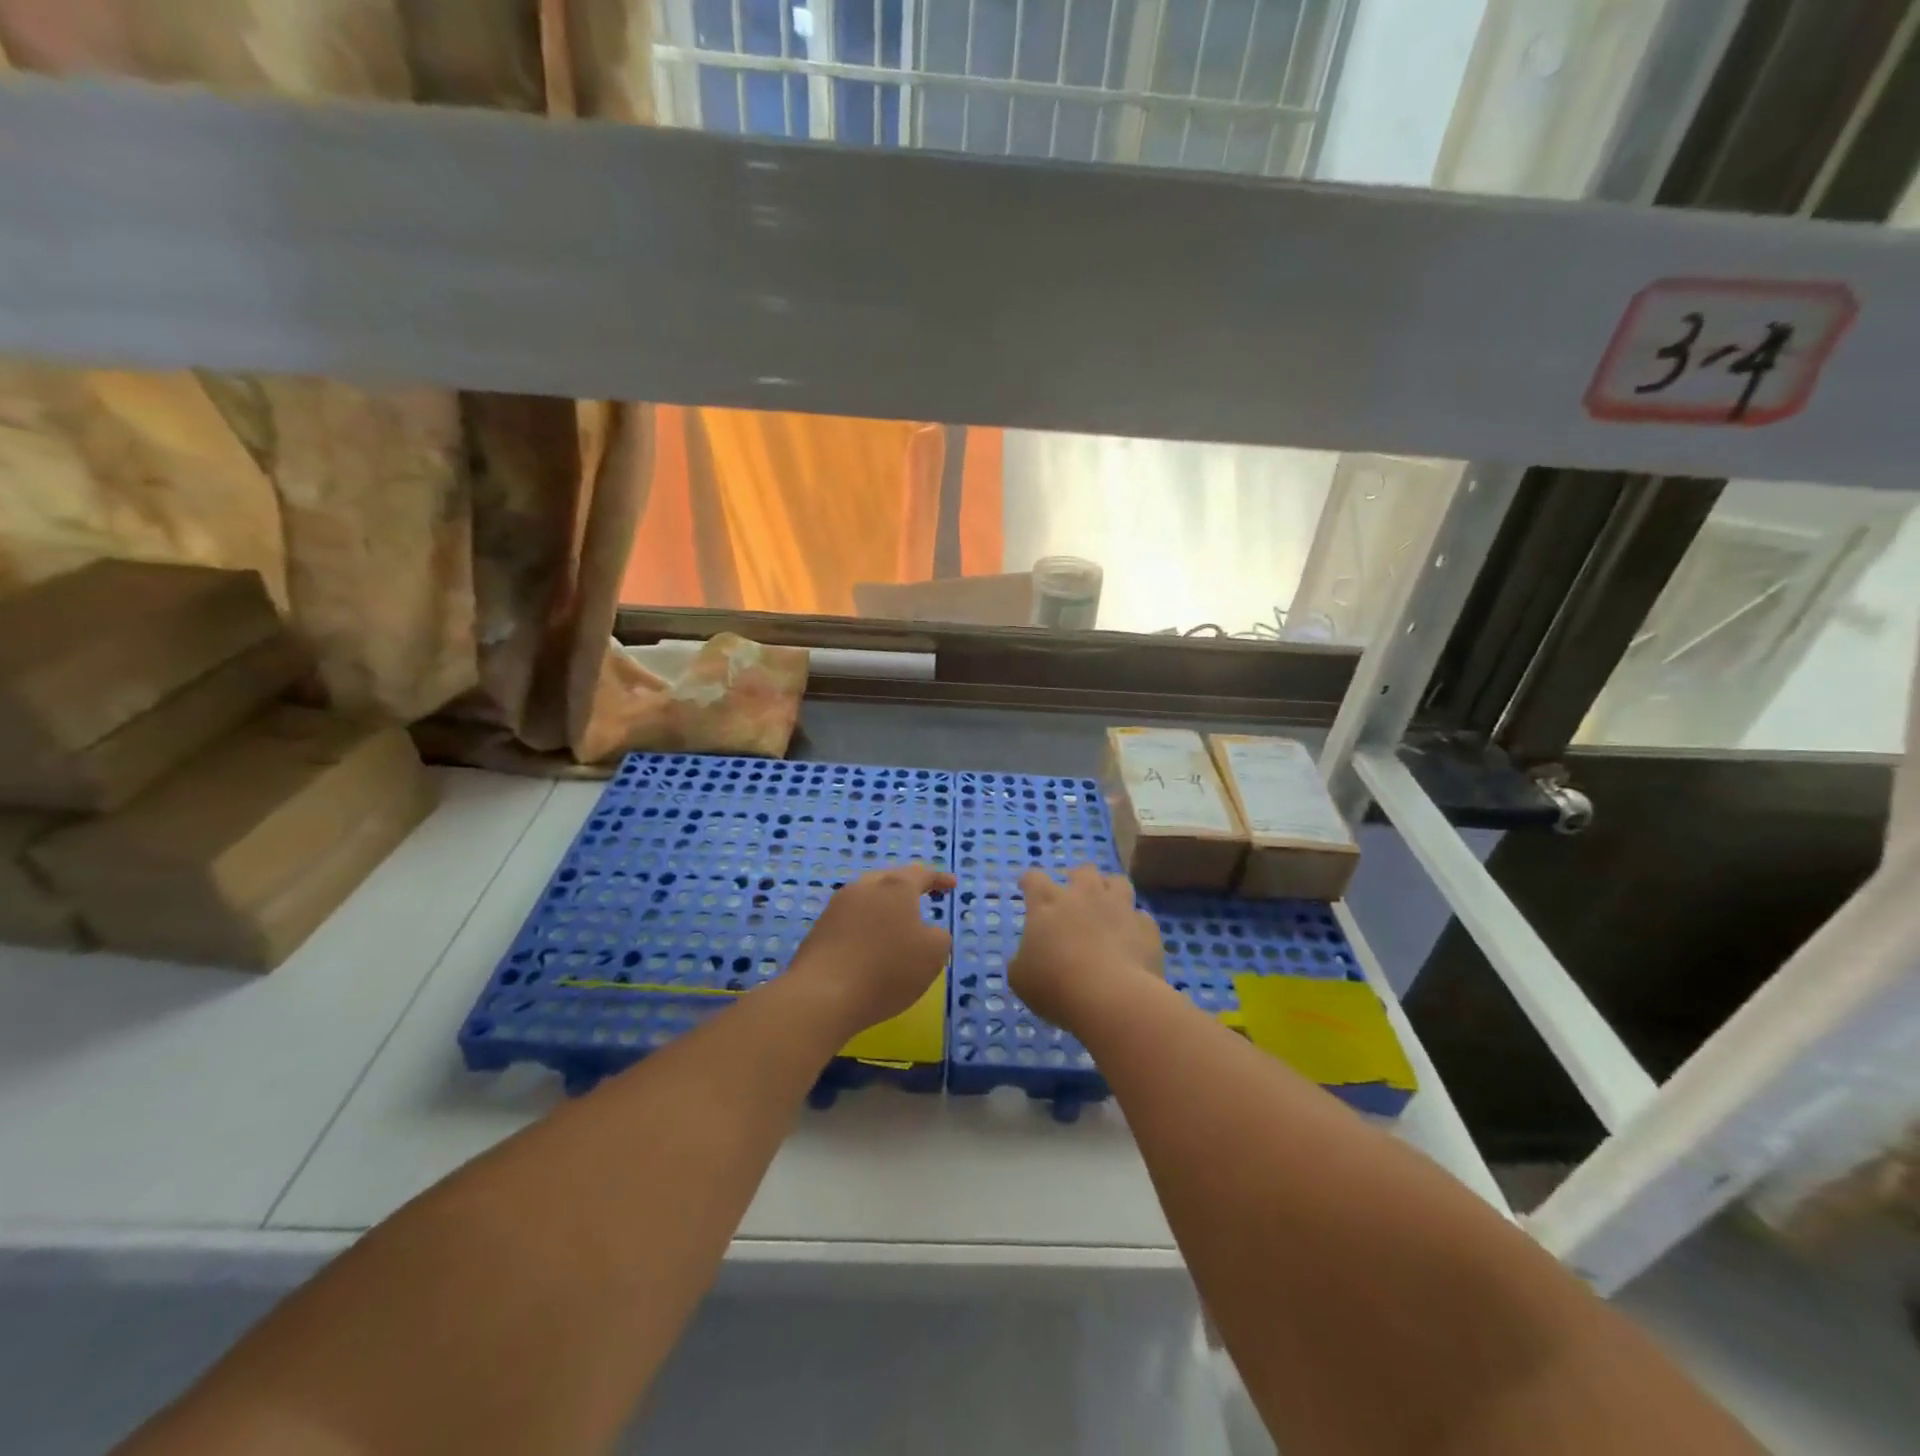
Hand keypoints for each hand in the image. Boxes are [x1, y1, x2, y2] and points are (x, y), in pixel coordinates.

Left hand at [786, 863, 956, 1034]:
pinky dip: (866, 926)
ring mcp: (837, 907)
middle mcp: (864, 888)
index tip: (951, 885)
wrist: (822, 995)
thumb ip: (939, 937)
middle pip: (890, 880)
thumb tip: (927, 931)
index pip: (921, 874)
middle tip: (923, 896)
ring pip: (867, 898)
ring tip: (896, 923)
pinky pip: (851, 920)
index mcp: (895, 887)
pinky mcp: (819, 929)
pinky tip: (870, 945)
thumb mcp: (933, 955)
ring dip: (884, 907)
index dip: (939, 879)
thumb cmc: (887, 970)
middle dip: (908, 887)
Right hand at [1010, 864, 1163, 1031]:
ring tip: (1108, 906)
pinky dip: (1134, 925)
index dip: (1030, 882)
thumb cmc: (1056, 986)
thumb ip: (1021, 963)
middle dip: (1077, 879)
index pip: (1034, 878)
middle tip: (1074, 897)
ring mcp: (1119, 907)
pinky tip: (1132, 939)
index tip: (1027, 888)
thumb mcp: (1021, 980)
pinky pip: (1141, 917)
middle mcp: (1084, 895)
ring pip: (1117, 882)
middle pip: (1082, 871)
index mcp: (1047, 903)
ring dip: (1110, 890)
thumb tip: (1025, 960)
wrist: (1112, 997)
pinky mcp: (1146, 927)